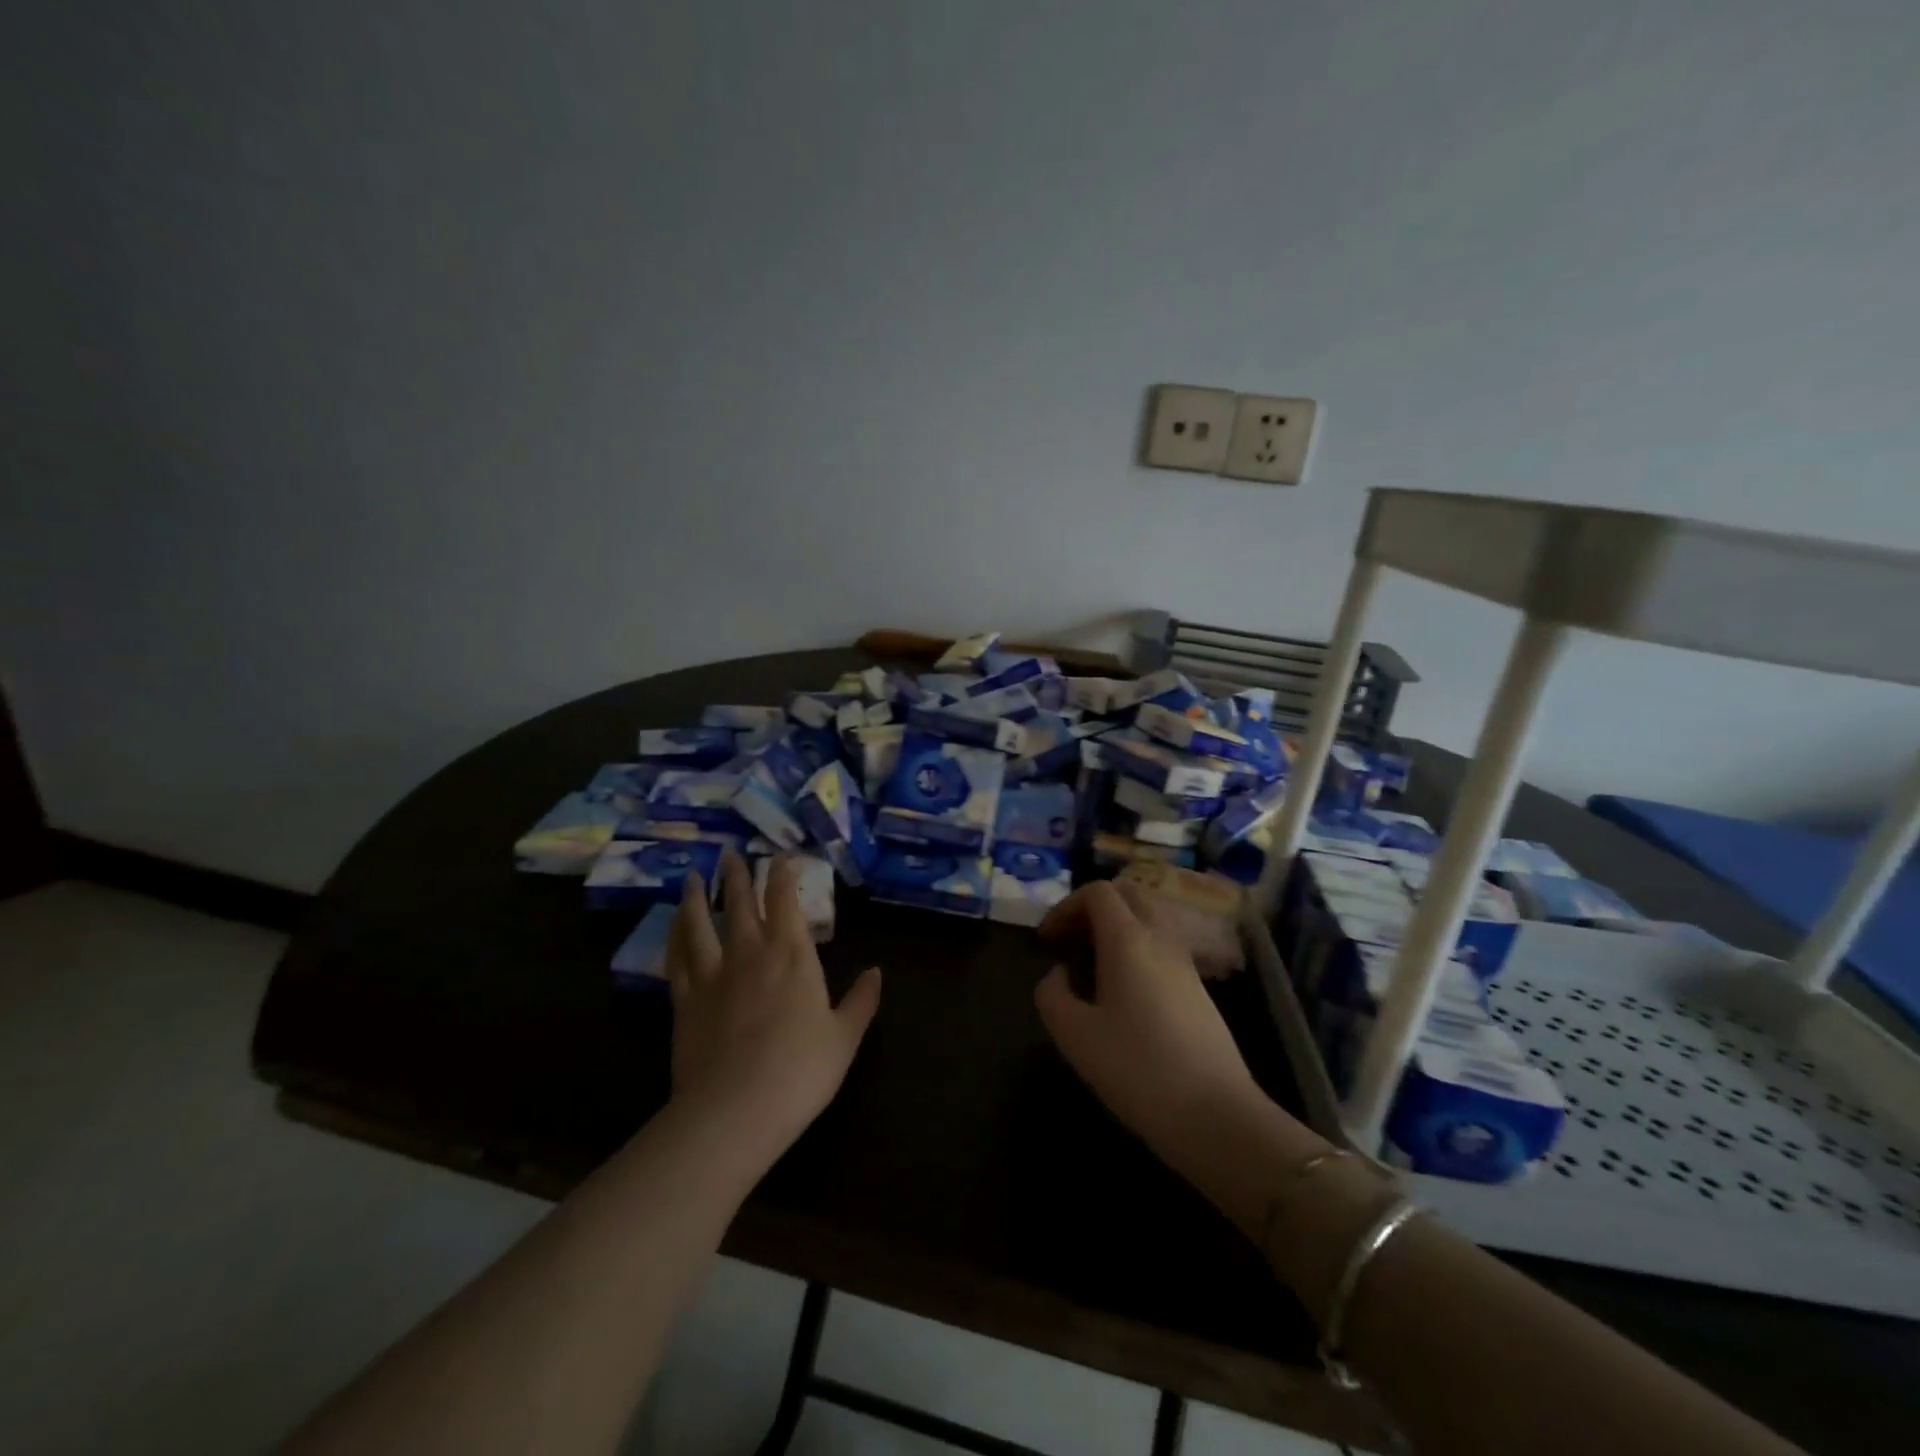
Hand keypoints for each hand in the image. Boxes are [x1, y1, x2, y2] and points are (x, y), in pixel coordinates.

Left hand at [665, 854, 881, 1163]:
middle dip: (737, 875)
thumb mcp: (844, 1037)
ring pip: (700, 923)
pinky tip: (672, 926)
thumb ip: (861, 1001)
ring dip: (696, 897)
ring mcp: (712, 975)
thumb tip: (877, 971)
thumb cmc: (801, 1071)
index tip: (782, 855)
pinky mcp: (685, 1001)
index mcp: (792, 954)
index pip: (785, 899)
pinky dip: (674, 936)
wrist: (735, 1111)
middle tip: (729, 852)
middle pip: (740, 903)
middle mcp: (750, 952)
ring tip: (692, 876)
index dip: (783, 873)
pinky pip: (676, 959)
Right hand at [1033, 879, 1265, 1162]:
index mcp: (1129, 940)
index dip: (1066, 906)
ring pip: (1150, 917)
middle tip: (1070, 939)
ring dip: (1117, 925)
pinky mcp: (1199, 989)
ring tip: (1092, 963)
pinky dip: (1137, 947)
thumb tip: (1059, 973)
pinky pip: (1163, 945)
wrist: (1216, 1115)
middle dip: (1093, 907)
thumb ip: (1052, 994)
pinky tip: (1122, 990)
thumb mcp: (1074, 1035)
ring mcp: (1185, 963)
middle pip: (1129, 894)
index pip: (1098, 892)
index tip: (1047, 940)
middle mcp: (1161, 939)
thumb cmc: (1137, 1069)